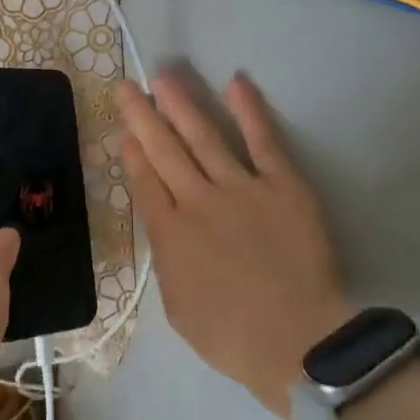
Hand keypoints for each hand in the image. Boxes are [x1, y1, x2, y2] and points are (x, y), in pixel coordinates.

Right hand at [118, 72, 347, 417]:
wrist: (296, 342)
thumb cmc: (229, 336)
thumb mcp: (176, 306)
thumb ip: (166, 260)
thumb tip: (164, 226)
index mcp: (169, 234)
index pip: (145, 182)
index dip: (132, 152)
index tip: (124, 129)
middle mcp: (198, 201)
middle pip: (164, 151)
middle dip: (142, 117)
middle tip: (127, 87)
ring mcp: (241, 189)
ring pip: (204, 137)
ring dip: (182, 105)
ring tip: (165, 78)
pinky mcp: (283, 186)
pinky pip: (263, 142)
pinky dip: (249, 112)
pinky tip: (235, 84)